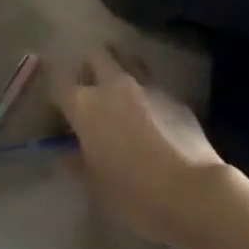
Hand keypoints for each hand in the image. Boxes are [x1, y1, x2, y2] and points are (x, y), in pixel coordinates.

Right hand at [52, 45, 224, 246]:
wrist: (191, 191)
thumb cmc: (134, 193)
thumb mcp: (97, 184)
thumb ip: (78, 161)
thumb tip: (68, 153)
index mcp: (85, 105)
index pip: (59, 82)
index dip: (57, 96)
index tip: (61, 113)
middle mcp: (113, 85)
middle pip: (95, 55)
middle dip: (90, 67)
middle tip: (92, 91)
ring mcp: (146, 85)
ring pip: (127, 58)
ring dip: (120, 68)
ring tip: (123, 94)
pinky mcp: (173, 94)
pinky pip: (153, 83)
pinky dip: (147, 92)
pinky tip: (153, 116)